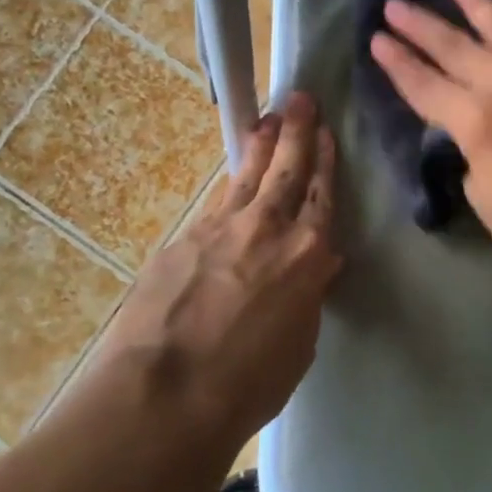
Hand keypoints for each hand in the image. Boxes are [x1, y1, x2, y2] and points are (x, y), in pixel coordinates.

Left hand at [102, 93, 340, 438]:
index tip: (327, 132)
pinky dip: (229, 189)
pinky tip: (232, 185)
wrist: (164, 393)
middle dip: (297, 131)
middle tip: (301, 98)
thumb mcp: (298, 345)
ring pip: (247, 176)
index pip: (322, 195)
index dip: (326, 161)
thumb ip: (306, 298)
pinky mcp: (182, 239)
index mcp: (306, 255)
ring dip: (261, 146)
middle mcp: (266, 228)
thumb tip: (313, 271)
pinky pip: (215, 205)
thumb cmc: (247, 383)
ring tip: (268, 120)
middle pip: (286, 169)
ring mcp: (219, 229)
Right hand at [370, 0, 491, 296]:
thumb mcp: (484, 196)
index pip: (427, 85)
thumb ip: (471, 151)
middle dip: (421, 26)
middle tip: (394, 4)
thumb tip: (472, 130)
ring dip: (473, 3)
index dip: (398, 63)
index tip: (376, 39)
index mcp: (479, 123)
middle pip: (457, 50)